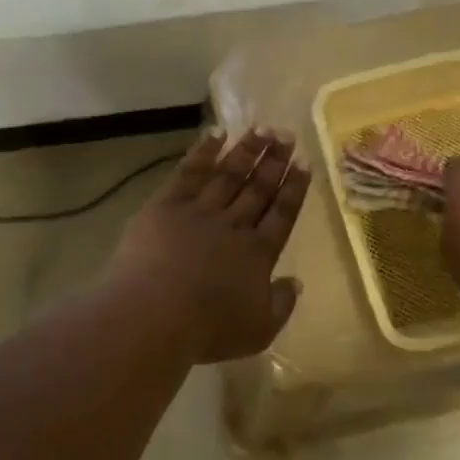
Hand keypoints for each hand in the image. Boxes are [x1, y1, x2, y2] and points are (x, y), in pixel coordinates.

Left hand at [108, 128, 309, 364]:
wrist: (154, 314)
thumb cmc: (208, 329)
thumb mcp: (258, 330)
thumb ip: (281, 304)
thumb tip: (296, 282)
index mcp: (258, 254)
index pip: (282, 214)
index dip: (294, 188)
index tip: (304, 164)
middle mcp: (234, 225)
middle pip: (258, 188)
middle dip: (275, 161)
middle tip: (287, 135)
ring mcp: (200, 211)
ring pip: (229, 174)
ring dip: (247, 150)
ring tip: (263, 128)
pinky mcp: (166, 205)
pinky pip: (189, 172)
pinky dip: (204, 151)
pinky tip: (216, 134)